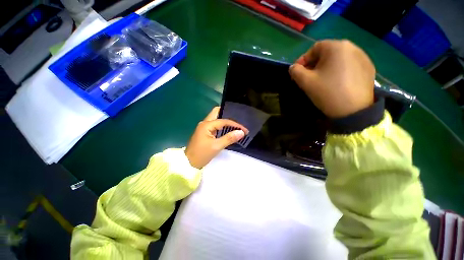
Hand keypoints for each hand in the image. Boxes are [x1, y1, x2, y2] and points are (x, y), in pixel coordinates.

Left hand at [185, 107, 248, 168]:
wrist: (189, 163)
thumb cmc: (202, 154)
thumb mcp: (216, 146)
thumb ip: (229, 138)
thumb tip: (241, 132)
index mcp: (206, 125)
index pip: (224, 121)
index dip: (235, 124)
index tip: (244, 129)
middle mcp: (205, 123)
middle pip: (217, 113)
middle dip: (228, 115)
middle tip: (238, 120)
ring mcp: (204, 127)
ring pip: (216, 118)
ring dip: (226, 121)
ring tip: (236, 125)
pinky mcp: (205, 132)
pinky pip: (215, 125)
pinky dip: (222, 126)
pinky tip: (229, 130)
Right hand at [289, 40, 375, 117]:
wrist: (354, 111)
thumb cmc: (327, 92)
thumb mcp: (306, 82)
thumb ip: (295, 71)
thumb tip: (293, 67)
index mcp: (336, 47)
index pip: (314, 48)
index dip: (303, 60)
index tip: (297, 73)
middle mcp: (352, 47)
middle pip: (327, 52)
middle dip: (314, 64)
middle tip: (308, 77)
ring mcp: (363, 57)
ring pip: (338, 59)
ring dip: (327, 67)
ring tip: (322, 80)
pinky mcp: (369, 68)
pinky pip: (349, 65)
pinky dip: (339, 71)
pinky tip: (336, 82)